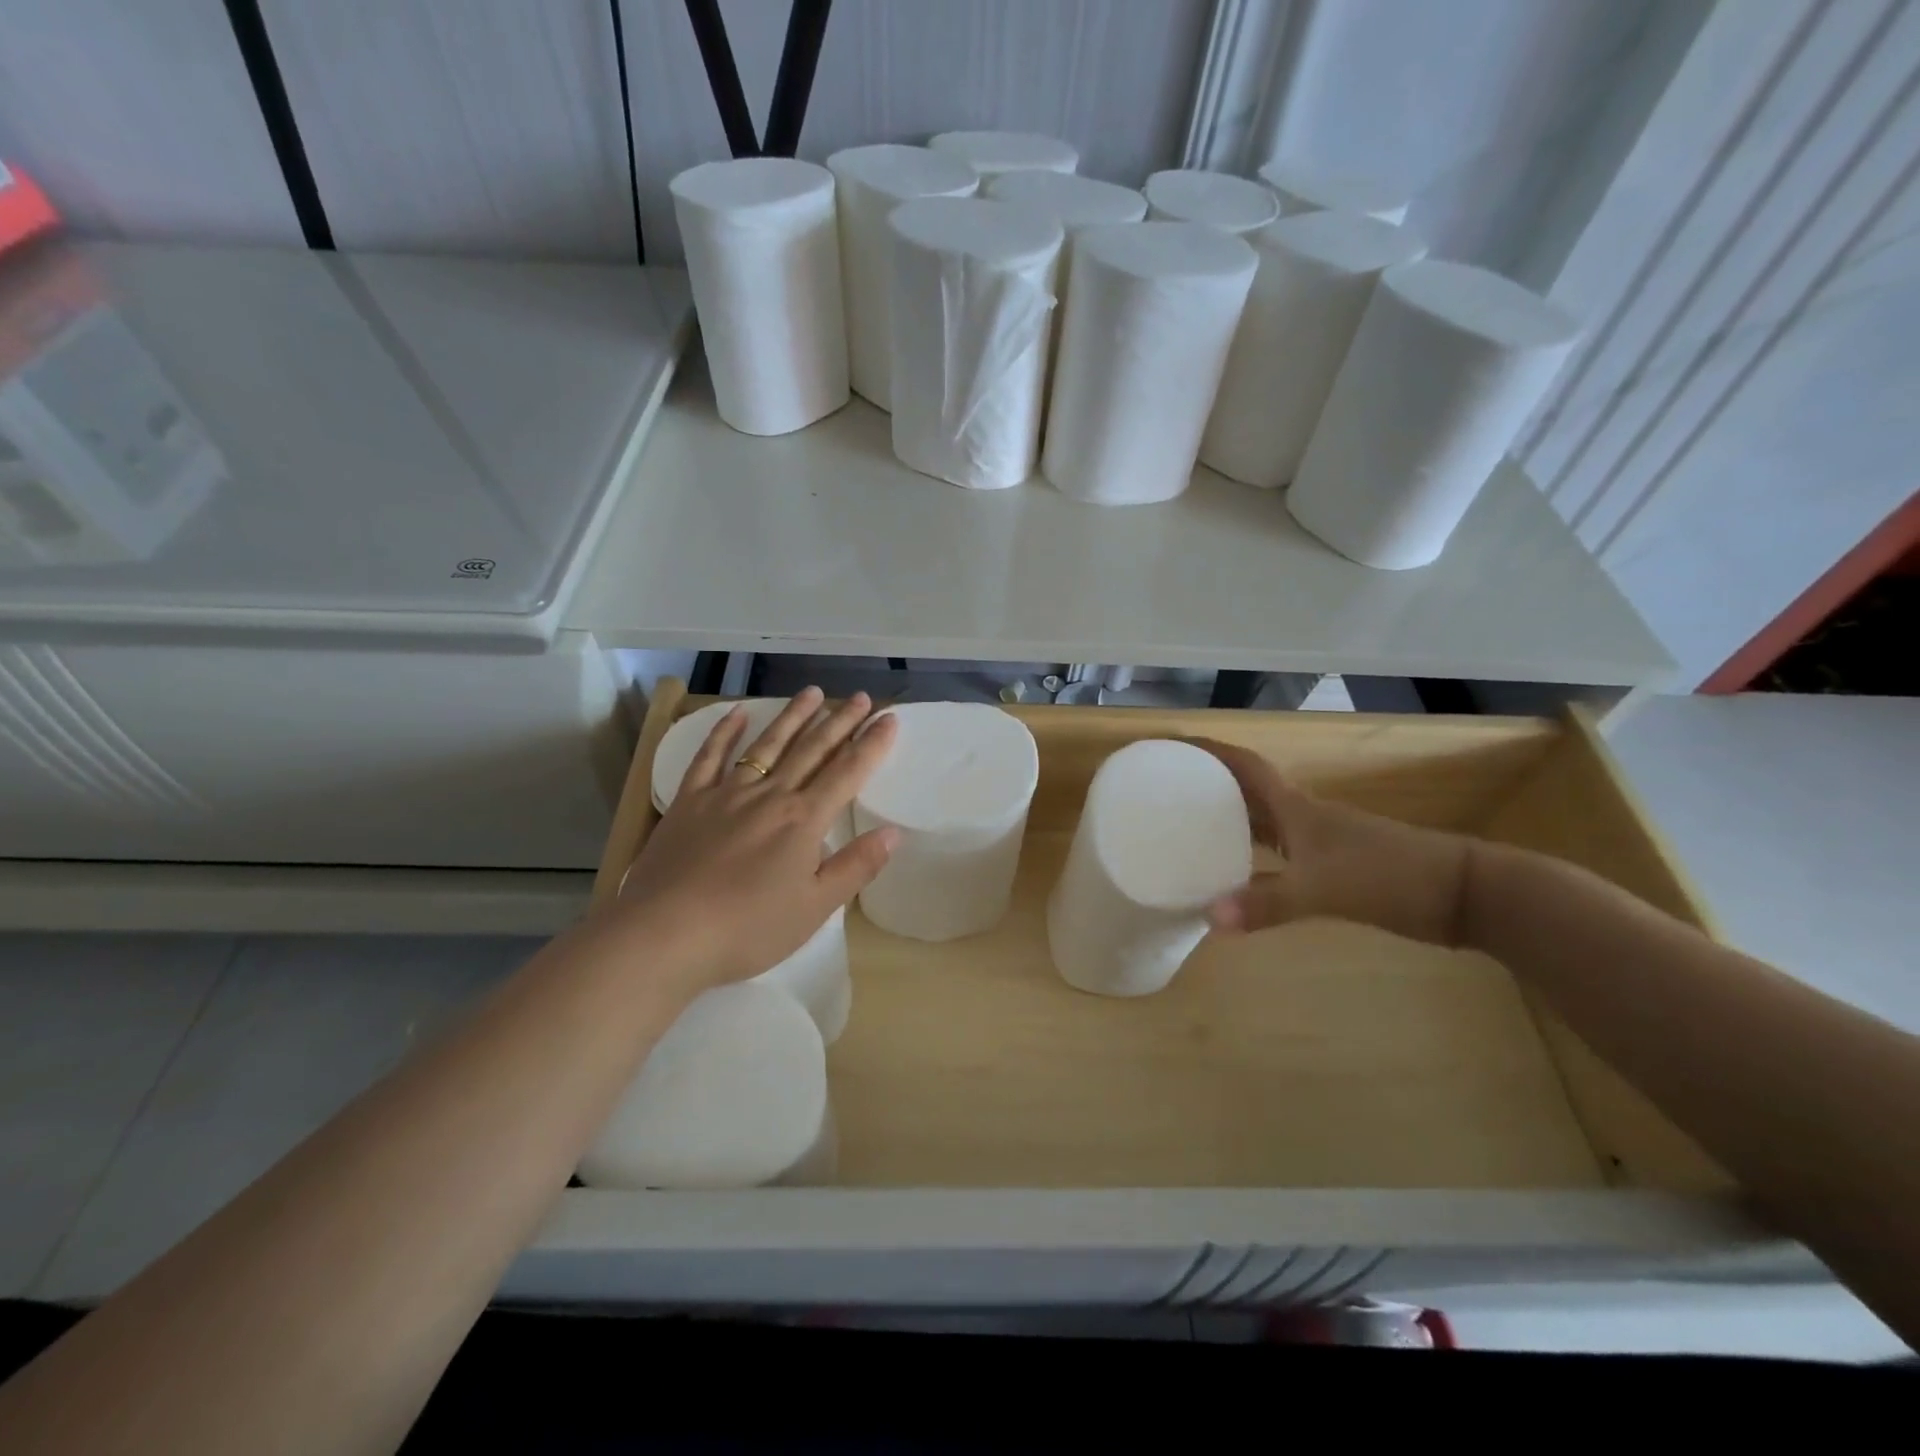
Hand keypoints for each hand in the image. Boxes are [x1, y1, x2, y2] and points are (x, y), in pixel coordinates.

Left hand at [614, 688, 899, 990]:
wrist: (665, 934)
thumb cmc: (748, 928)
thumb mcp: (815, 908)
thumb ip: (855, 867)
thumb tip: (893, 833)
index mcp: (803, 821)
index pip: (847, 773)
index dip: (871, 744)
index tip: (889, 718)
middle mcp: (770, 796)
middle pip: (811, 750)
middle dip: (839, 721)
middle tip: (859, 696)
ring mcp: (726, 793)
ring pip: (767, 745)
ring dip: (792, 717)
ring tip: (812, 693)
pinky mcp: (689, 801)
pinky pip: (710, 757)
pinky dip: (724, 732)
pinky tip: (738, 714)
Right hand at [1192, 737, 1472, 947]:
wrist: (1463, 892)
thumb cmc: (1389, 876)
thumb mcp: (1324, 889)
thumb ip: (1268, 903)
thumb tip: (1208, 919)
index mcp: (1298, 809)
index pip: (1246, 767)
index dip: (1212, 752)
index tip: (1175, 745)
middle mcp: (1305, 818)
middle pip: (1249, 792)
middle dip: (1210, 785)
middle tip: (1168, 791)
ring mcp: (1321, 842)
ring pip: (1264, 823)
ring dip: (1231, 821)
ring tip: (1190, 831)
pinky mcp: (1335, 866)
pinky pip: (1279, 852)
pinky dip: (1254, 856)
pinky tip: (1240, 876)